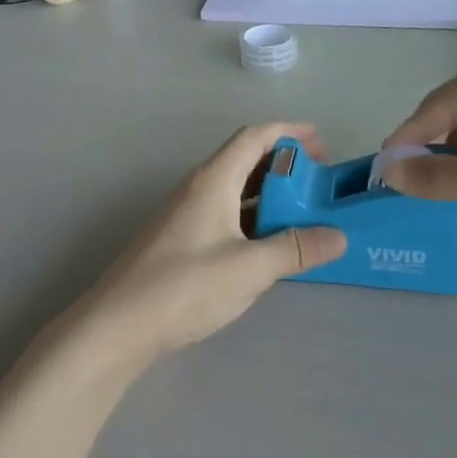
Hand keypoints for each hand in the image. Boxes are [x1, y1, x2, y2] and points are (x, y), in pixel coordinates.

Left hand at [79, 123, 345, 356]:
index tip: (322, 143)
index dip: (289, 132)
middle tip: (318, 181)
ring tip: (302, 210)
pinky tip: (268, 243)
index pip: (254, 137)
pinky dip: (252, 217)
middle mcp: (198, 188)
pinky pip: (225, 213)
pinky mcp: (181, 240)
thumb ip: (295, 249)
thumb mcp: (250, 268)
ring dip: (269, 193)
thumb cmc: (185, 286)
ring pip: (235, 189)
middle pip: (245, 159)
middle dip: (284, 164)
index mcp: (213, 180)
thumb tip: (338, 236)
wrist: (118, 325)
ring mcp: (186, 214)